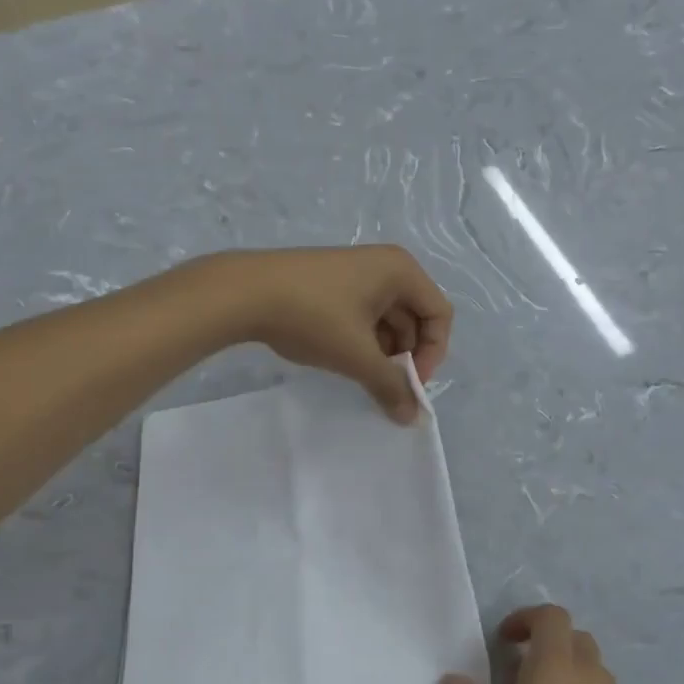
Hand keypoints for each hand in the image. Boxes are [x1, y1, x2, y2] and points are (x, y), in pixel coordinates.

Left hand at [217, 245, 452, 423]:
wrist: (244, 292)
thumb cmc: (313, 317)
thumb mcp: (357, 356)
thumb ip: (391, 386)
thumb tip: (412, 418)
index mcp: (401, 271)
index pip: (439, 315)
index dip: (432, 353)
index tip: (411, 383)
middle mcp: (385, 265)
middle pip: (415, 317)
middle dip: (406, 355)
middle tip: (388, 386)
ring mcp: (356, 272)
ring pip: (388, 319)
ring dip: (384, 352)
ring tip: (364, 377)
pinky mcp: (332, 283)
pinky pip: (364, 315)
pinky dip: (363, 340)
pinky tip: (344, 360)